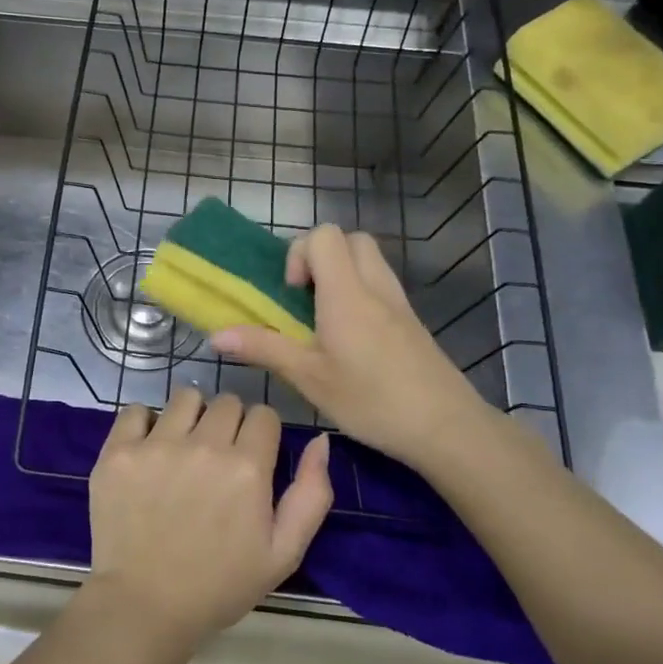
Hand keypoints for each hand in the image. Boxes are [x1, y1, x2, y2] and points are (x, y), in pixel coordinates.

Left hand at [85, 389, 331, 645]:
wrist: (145, 606)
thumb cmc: (219, 584)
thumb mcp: (283, 553)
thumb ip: (311, 494)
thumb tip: (320, 440)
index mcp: (247, 468)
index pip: (263, 414)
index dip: (260, 433)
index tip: (250, 456)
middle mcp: (204, 446)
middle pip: (226, 401)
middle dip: (228, 423)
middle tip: (216, 458)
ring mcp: (157, 445)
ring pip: (185, 397)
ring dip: (190, 416)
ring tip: (182, 449)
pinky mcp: (119, 450)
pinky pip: (137, 409)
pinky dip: (145, 424)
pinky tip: (148, 450)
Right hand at [211, 223, 491, 473]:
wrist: (447, 427)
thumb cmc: (372, 400)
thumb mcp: (309, 378)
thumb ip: (263, 349)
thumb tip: (216, 336)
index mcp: (346, 293)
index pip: (324, 236)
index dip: (300, 254)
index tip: (292, 294)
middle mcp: (374, 286)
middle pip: (349, 239)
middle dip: (321, 257)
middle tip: (306, 298)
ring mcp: (398, 302)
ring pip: (369, 259)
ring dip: (342, 273)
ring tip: (325, 317)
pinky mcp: (412, 321)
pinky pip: (381, 284)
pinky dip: (361, 292)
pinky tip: (351, 337)